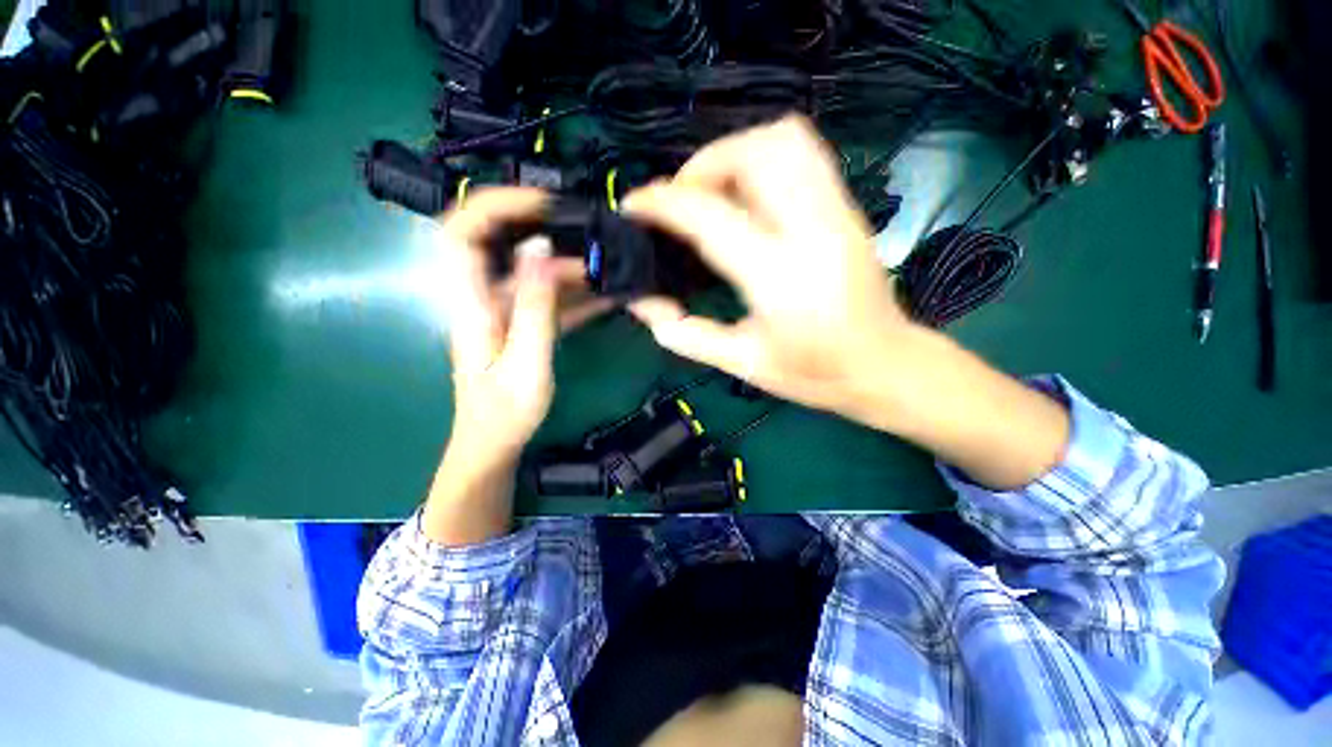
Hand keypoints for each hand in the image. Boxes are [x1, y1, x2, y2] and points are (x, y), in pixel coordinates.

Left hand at [424, 188, 610, 545]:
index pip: (462, 231)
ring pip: (532, 271)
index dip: (496, 206)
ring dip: (569, 265)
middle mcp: (482, 296)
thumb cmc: (505, 412)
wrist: (495, 443)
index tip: (544, 205)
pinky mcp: (522, 323)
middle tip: (586, 230)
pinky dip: (576, 294)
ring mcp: (504, 310)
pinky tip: (607, 296)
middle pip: (500, 242)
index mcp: (471, 302)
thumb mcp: (526, 361)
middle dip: (541, 227)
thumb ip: (534, 306)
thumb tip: (539, 248)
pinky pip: (548, 297)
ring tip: (608, 267)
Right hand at [623, 116, 918, 420]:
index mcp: (779, 279)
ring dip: (735, 152)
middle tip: (680, 200)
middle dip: (702, 164)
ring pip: (785, 139)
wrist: (885, 366)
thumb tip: (643, 304)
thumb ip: (686, 335)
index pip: (711, 217)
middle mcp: (812, 231)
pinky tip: (747, 193)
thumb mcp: (742, 364)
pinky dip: (764, 156)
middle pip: (754, 153)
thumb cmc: (814, 373)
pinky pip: (805, 153)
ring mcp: (837, 212)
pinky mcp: (848, 209)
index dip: (663, 203)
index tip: (633, 205)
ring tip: (712, 190)